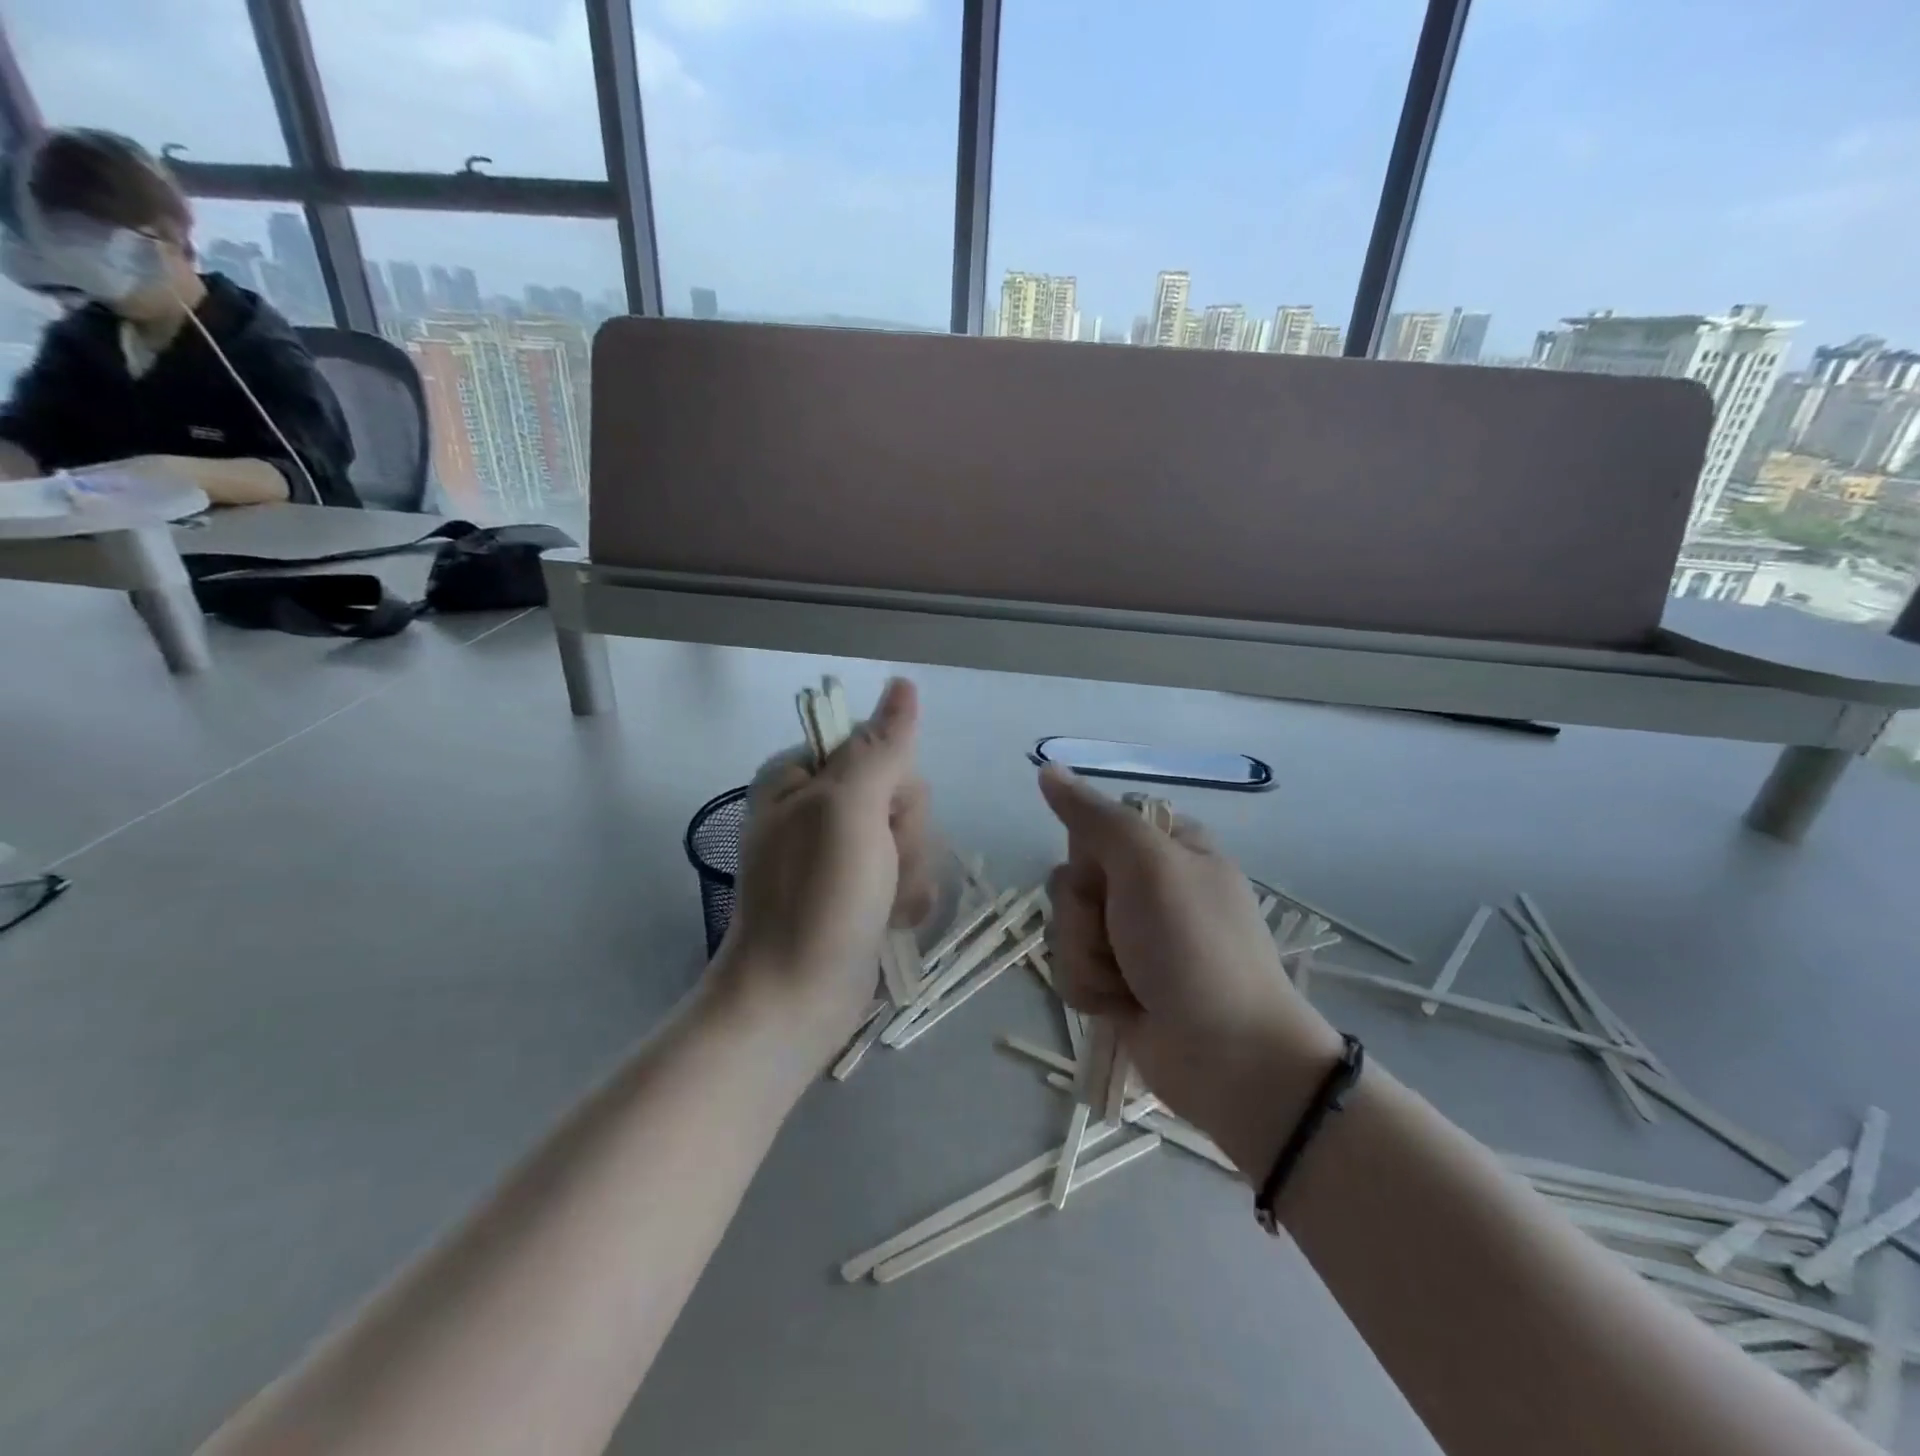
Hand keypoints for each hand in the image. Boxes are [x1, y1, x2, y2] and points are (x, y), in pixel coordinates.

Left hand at [715, 678, 936, 1060]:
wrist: (795, 1000)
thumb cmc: (818, 898)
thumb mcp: (850, 810)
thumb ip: (881, 746)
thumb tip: (903, 684)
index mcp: (802, 777)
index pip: (880, 749)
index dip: (894, 786)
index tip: (879, 820)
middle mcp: (818, 808)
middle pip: (902, 794)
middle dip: (905, 836)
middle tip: (878, 869)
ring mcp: (839, 852)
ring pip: (911, 836)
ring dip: (909, 872)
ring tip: (882, 904)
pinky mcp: (859, 890)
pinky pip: (908, 873)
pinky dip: (906, 898)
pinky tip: (890, 920)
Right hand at [1038, 766, 1343, 1176]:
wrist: (1229, 1057)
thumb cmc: (1194, 946)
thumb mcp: (1148, 864)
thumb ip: (1093, 816)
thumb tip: (1046, 767)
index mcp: (1169, 849)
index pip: (1096, 826)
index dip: (1091, 852)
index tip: (1109, 872)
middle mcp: (1149, 889)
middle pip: (1072, 879)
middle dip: (1084, 914)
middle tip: (1122, 934)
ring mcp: (1133, 939)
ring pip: (1066, 927)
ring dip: (1086, 957)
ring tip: (1127, 983)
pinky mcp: (1118, 983)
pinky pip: (1071, 970)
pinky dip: (1090, 989)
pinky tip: (1121, 1007)